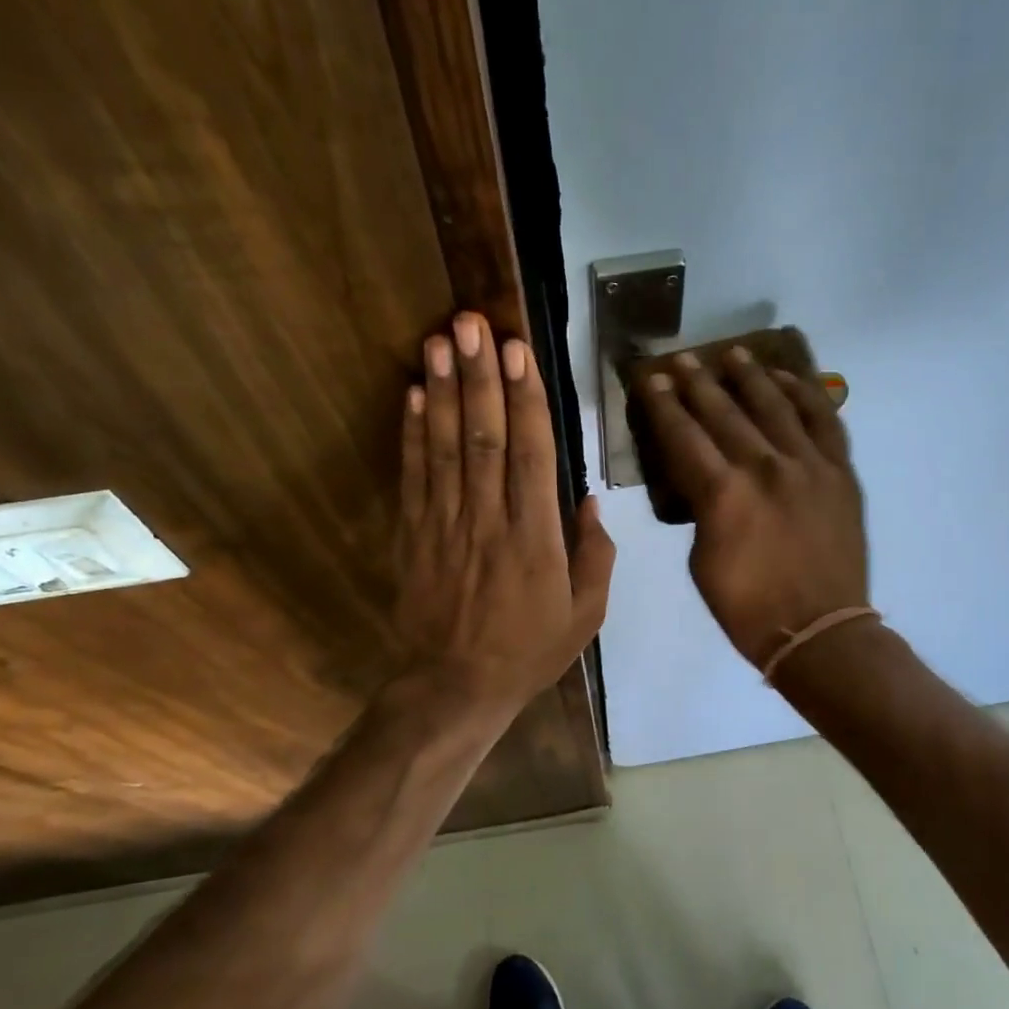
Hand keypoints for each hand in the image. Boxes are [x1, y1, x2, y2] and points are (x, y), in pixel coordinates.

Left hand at [394, 311, 614, 716]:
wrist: (455, 686)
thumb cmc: (528, 651)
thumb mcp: (585, 615)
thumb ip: (595, 556)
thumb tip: (589, 501)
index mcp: (536, 539)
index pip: (531, 455)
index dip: (524, 399)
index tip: (518, 351)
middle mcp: (489, 521)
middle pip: (483, 437)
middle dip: (480, 376)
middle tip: (472, 322)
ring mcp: (445, 525)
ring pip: (445, 447)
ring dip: (444, 390)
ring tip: (441, 340)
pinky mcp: (413, 535)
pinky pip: (413, 476)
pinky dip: (412, 433)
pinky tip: (415, 394)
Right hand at [638, 347, 867, 667]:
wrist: (819, 630)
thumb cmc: (748, 608)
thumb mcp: (703, 562)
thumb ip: (702, 512)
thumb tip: (706, 483)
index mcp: (722, 495)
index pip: (683, 436)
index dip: (663, 407)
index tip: (651, 381)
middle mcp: (763, 467)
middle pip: (723, 412)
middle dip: (697, 383)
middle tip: (681, 361)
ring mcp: (807, 465)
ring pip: (774, 404)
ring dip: (749, 376)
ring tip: (733, 354)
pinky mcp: (840, 471)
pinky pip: (823, 420)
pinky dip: (804, 394)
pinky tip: (788, 379)